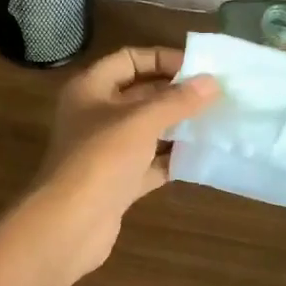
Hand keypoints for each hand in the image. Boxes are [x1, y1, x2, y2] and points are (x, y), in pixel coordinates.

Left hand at [17, 46, 218, 285]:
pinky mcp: (117, 182)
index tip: (198, 67)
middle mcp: (95, 115)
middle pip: (140, 94)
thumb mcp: (141, 121)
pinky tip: (202, 155)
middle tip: (216, 95)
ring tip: (216, 121)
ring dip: (178, 126)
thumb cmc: (101, 159)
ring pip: (147, 130)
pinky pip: (149, 163)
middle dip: (176, 94)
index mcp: (90, 89)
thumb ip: (177, 100)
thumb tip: (212, 81)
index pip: (129, 59)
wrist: (69, 226)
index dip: (162, 59)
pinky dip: (172, 159)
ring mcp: (106, 151)